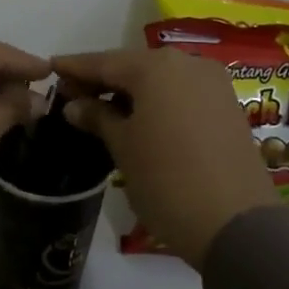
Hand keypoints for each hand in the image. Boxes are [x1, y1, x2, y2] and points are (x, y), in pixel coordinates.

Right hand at [52, 47, 277, 267]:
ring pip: (160, 79)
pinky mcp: (228, 106)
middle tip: (73, 95)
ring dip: (131, 91)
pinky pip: (181, 93)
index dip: (75, 67)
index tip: (50, 68)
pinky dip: (158, 101)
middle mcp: (187, 63)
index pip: (103, 61)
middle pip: (133, 66)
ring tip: (103, 110)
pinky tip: (140, 118)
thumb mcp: (123, 147)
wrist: (238, 226)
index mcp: (155, 67)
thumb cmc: (167, 181)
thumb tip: (74, 104)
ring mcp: (213, 83)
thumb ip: (97, 117)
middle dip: (103, 79)